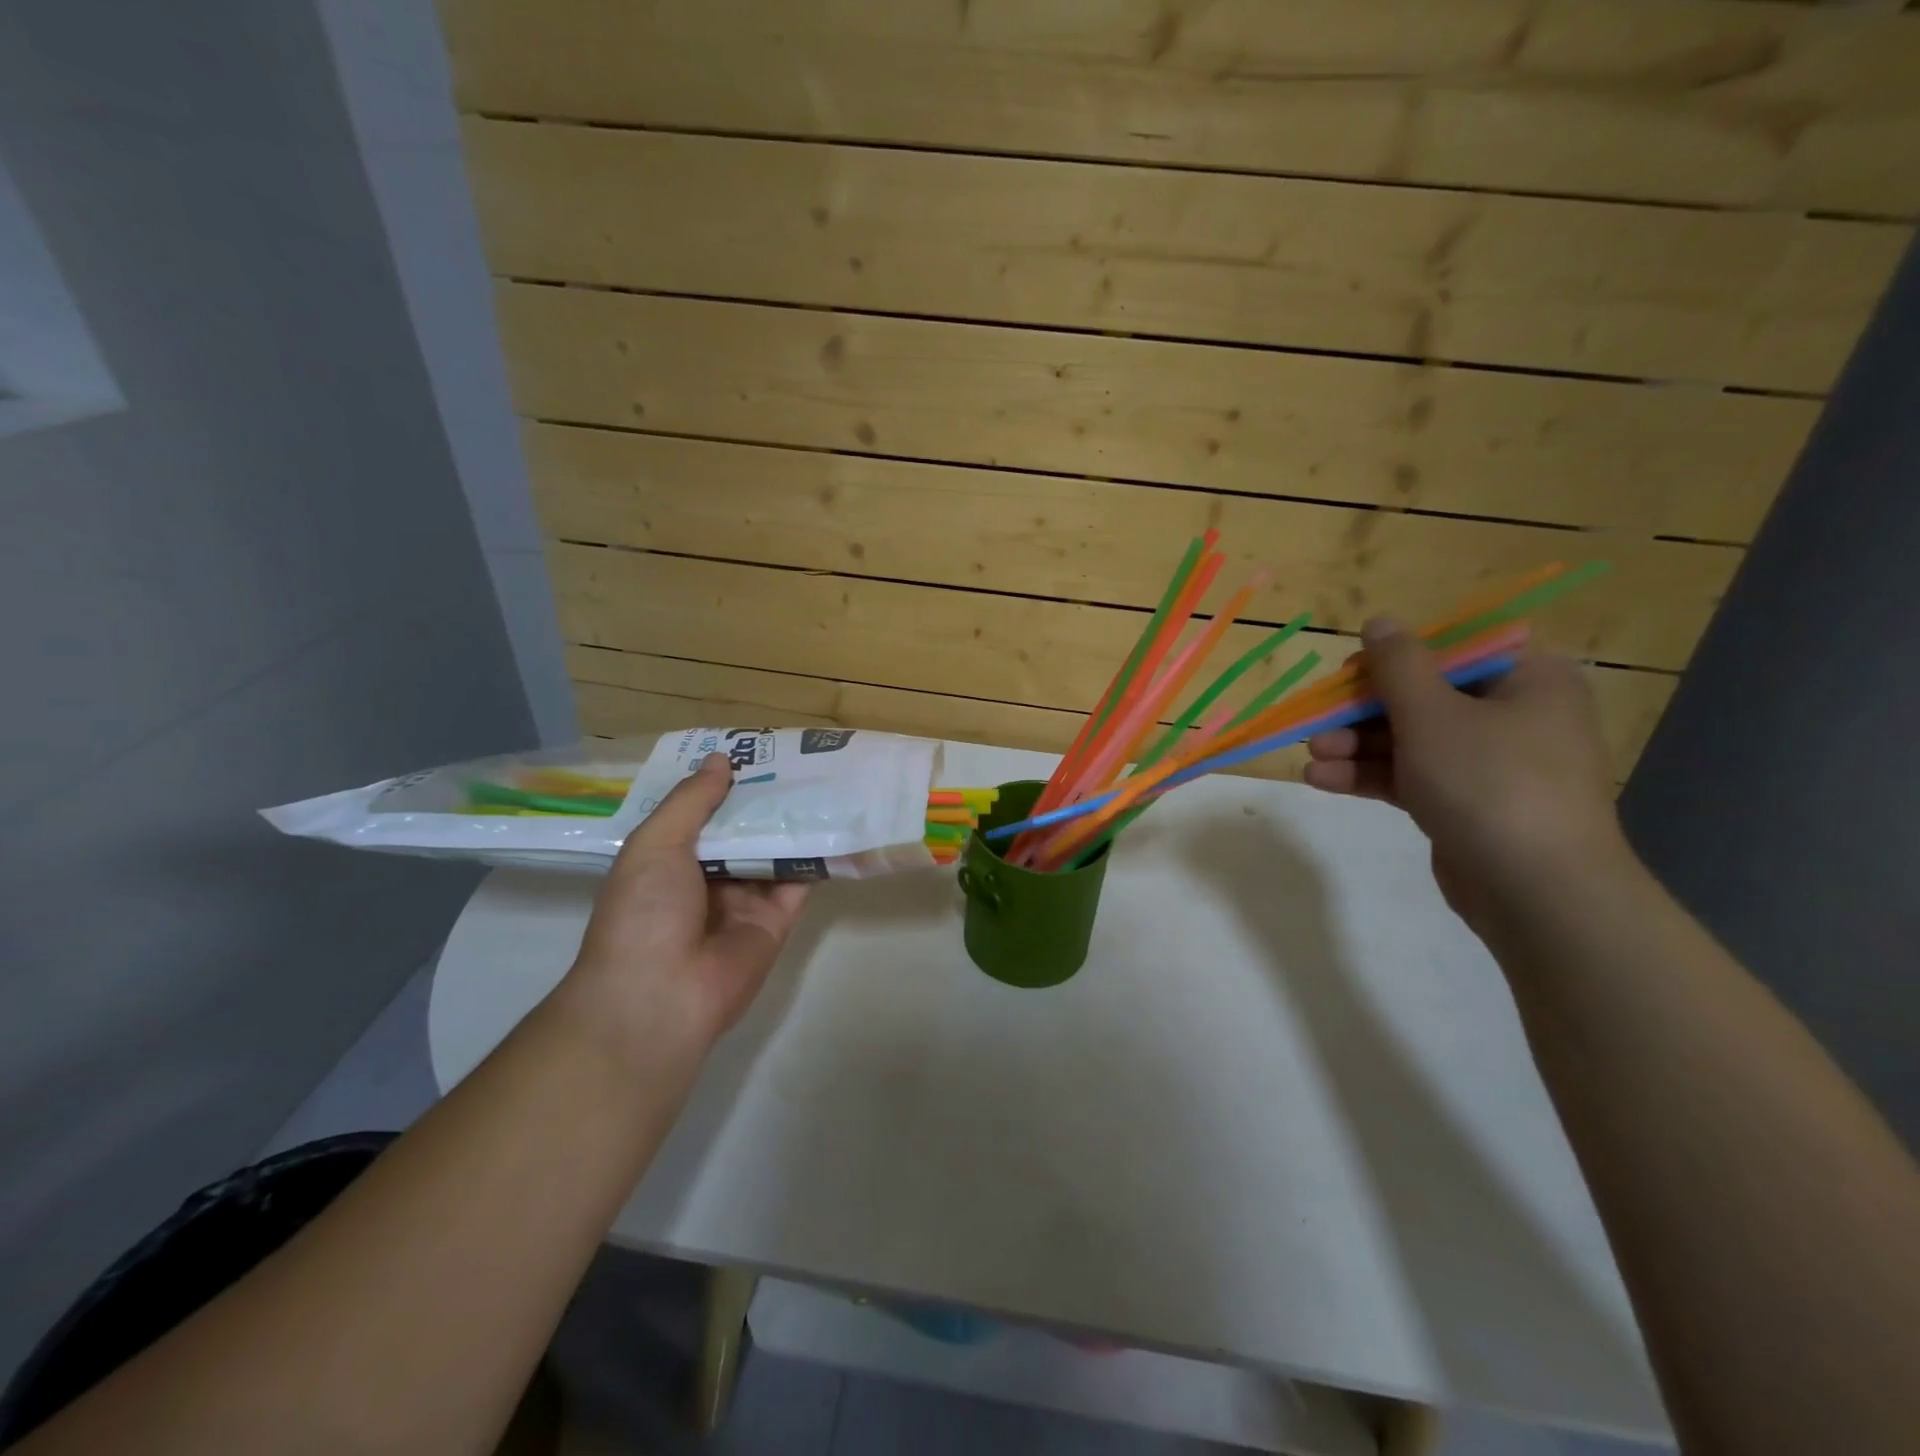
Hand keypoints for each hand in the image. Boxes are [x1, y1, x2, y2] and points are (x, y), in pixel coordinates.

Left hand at [567, 754, 808, 1046]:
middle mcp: (707, 879)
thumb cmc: (645, 911)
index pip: (701, 814)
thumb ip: (691, 801)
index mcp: (668, 861)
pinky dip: (815, 856)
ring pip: (773, 852)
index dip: (723, 784)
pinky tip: (835, 822)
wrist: (662, 995)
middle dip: (763, 799)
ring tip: (824, 779)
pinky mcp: (776, 921)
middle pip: (741, 831)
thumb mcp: (656, 843)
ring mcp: (743, 901)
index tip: (752, 751)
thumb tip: (720, 759)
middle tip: (798, 759)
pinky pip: (798, 882)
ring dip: (793, 822)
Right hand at [1303, 618, 1628, 927]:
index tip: (1349, 676)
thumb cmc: (1489, 782)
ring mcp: (1489, 764)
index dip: (1395, 659)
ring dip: (1357, 747)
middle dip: (1362, 713)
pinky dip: (1370, 776)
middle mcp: (1513, 716)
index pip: (1452, 651)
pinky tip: (1323, 780)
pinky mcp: (1466, 804)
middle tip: (1318, 723)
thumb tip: (1379, 622)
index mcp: (1526, 680)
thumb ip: (1399, 665)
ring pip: (1410, 741)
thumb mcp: (1433, 714)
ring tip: (1313, 757)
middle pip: (1423, 698)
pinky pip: (1411, 777)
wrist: (1537, 891)